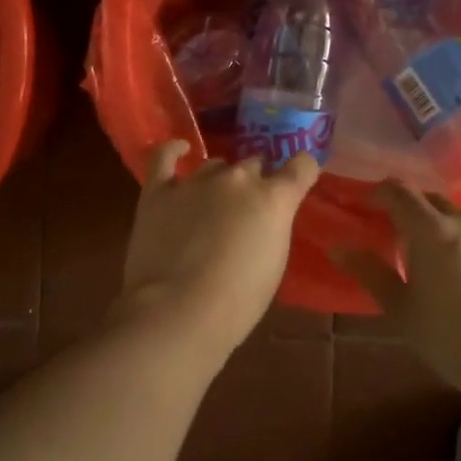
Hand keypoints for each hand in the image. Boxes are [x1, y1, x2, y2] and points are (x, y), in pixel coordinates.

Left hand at [118, 141, 320, 358]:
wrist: (178, 311)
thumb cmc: (236, 302)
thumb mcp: (273, 264)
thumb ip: (272, 227)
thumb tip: (262, 217)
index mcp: (273, 199)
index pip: (300, 166)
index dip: (301, 169)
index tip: (299, 177)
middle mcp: (237, 178)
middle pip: (253, 165)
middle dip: (253, 184)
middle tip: (245, 212)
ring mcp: (195, 181)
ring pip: (214, 165)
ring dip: (218, 180)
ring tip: (211, 205)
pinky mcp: (158, 191)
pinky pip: (164, 157)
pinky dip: (172, 150)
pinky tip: (179, 150)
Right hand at [330, 181, 460, 395]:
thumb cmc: (454, 340)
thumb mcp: (403, 311)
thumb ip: (370, 273)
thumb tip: (338, 247)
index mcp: (430, 231)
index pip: (399, 193)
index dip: (380, 193)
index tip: (369, 205)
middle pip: (433, 201)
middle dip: (414, 212)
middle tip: (403, 237)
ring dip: (449, 226)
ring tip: (446, 255)